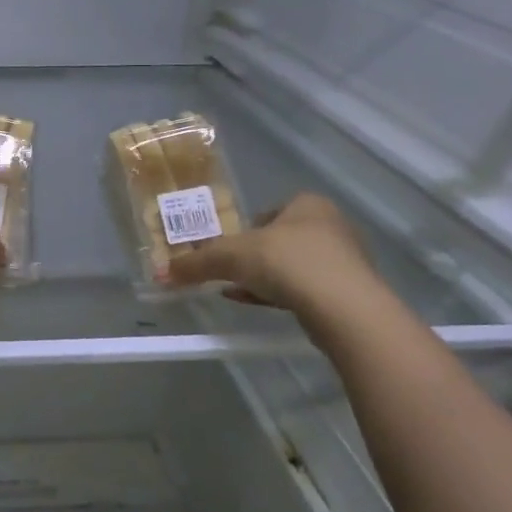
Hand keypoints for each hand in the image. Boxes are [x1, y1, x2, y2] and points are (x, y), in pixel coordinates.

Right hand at [162, 193, 375, 313]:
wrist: (343, 307)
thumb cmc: (286, 262)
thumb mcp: (230, 257)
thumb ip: (196, 263)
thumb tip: (161, 273)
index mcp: (308, 204)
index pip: (271, 210)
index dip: (247, 228)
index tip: (231, 247)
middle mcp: (331, 226)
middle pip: (282, 239)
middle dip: (257, 256)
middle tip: (233, 270)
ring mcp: (345, 260)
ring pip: (295, 266)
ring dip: (269, 277)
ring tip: (242, 291)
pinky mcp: (350, 292)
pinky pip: (308, 289)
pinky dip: (283, 294)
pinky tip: (260, 304)